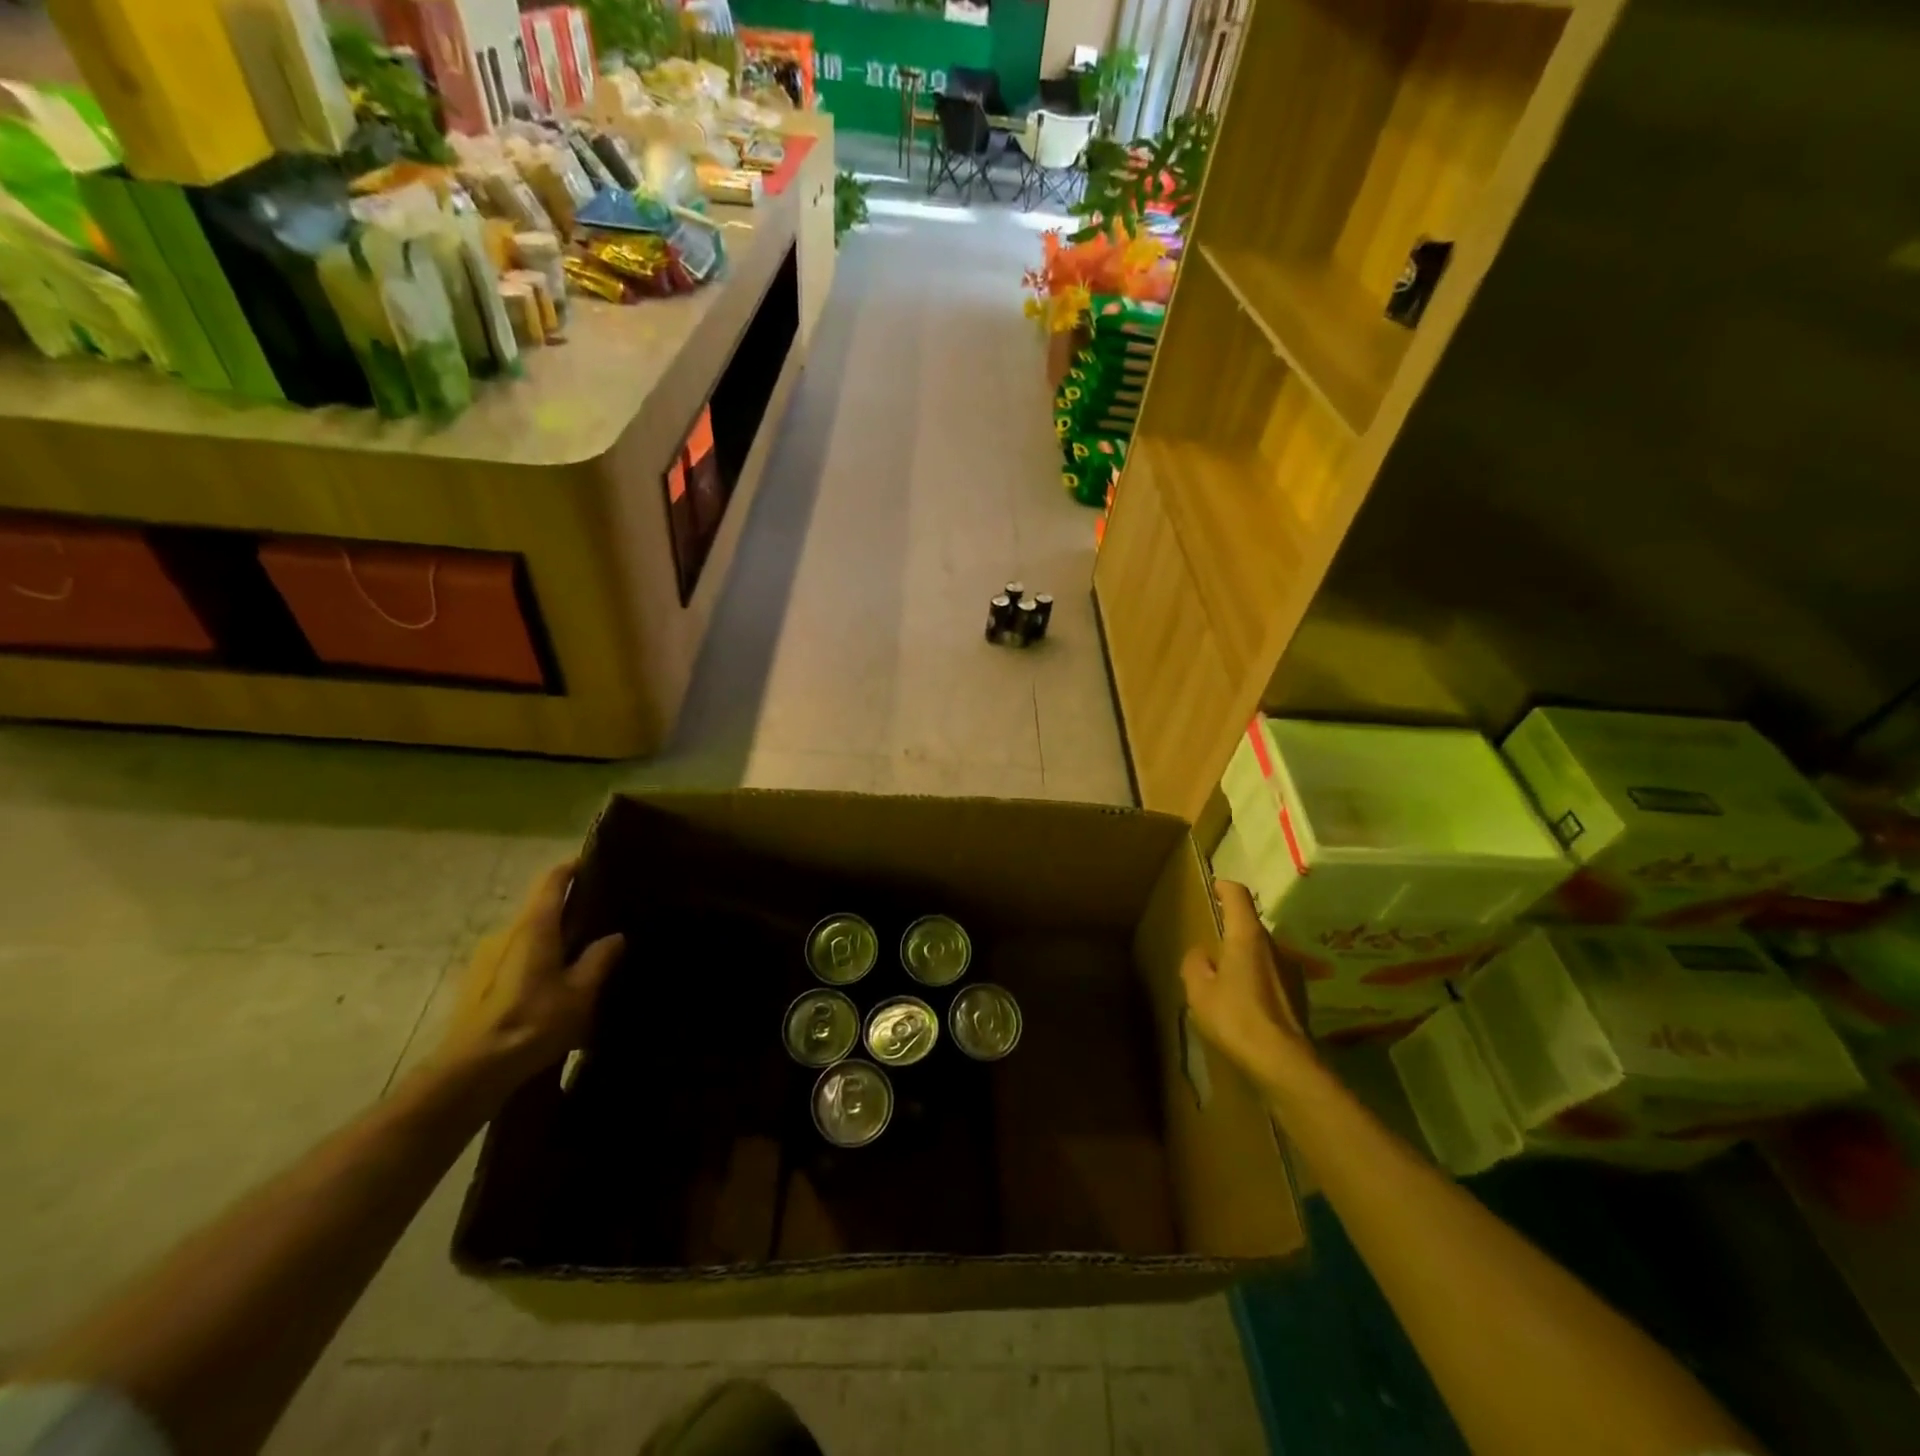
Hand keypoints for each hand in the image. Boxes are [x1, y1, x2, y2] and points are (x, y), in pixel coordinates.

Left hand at [432, 861, 623, 1098]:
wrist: (471, 1071)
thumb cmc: (532, 1023)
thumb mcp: (580, 993)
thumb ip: (599, 960)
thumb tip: (615, 937)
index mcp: (533, 927)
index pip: (551, 880)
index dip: (572, 868)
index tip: (594, 864)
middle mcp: (506, 933)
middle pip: (539, 909)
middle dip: (568, 911)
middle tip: (599, 921)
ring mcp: (485, 957)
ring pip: (526, 936)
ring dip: (551, 940)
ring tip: (578, 959)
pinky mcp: (475, 982)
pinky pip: (513, 958)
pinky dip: (534, 961)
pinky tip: (550, 987)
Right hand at [1180, 880, 1314, 1092]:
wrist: (1284, 1062)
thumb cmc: (1236, 1018)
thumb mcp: (1199, 991)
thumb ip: (1195, 964)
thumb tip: (1201, 954)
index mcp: (1246, 935)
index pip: (1237, 895)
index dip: (1223, 887)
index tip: (1213, 888)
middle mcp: (1273, 945)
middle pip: (1249, 924)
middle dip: (1230, 930)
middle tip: (1210, 946)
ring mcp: (1290, 969)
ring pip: (1261, 952)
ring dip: (1244, 958)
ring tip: (1226, 980)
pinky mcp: (1299, 993)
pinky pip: (1272, 975)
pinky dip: (1257, 980)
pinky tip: (1245, 1004)